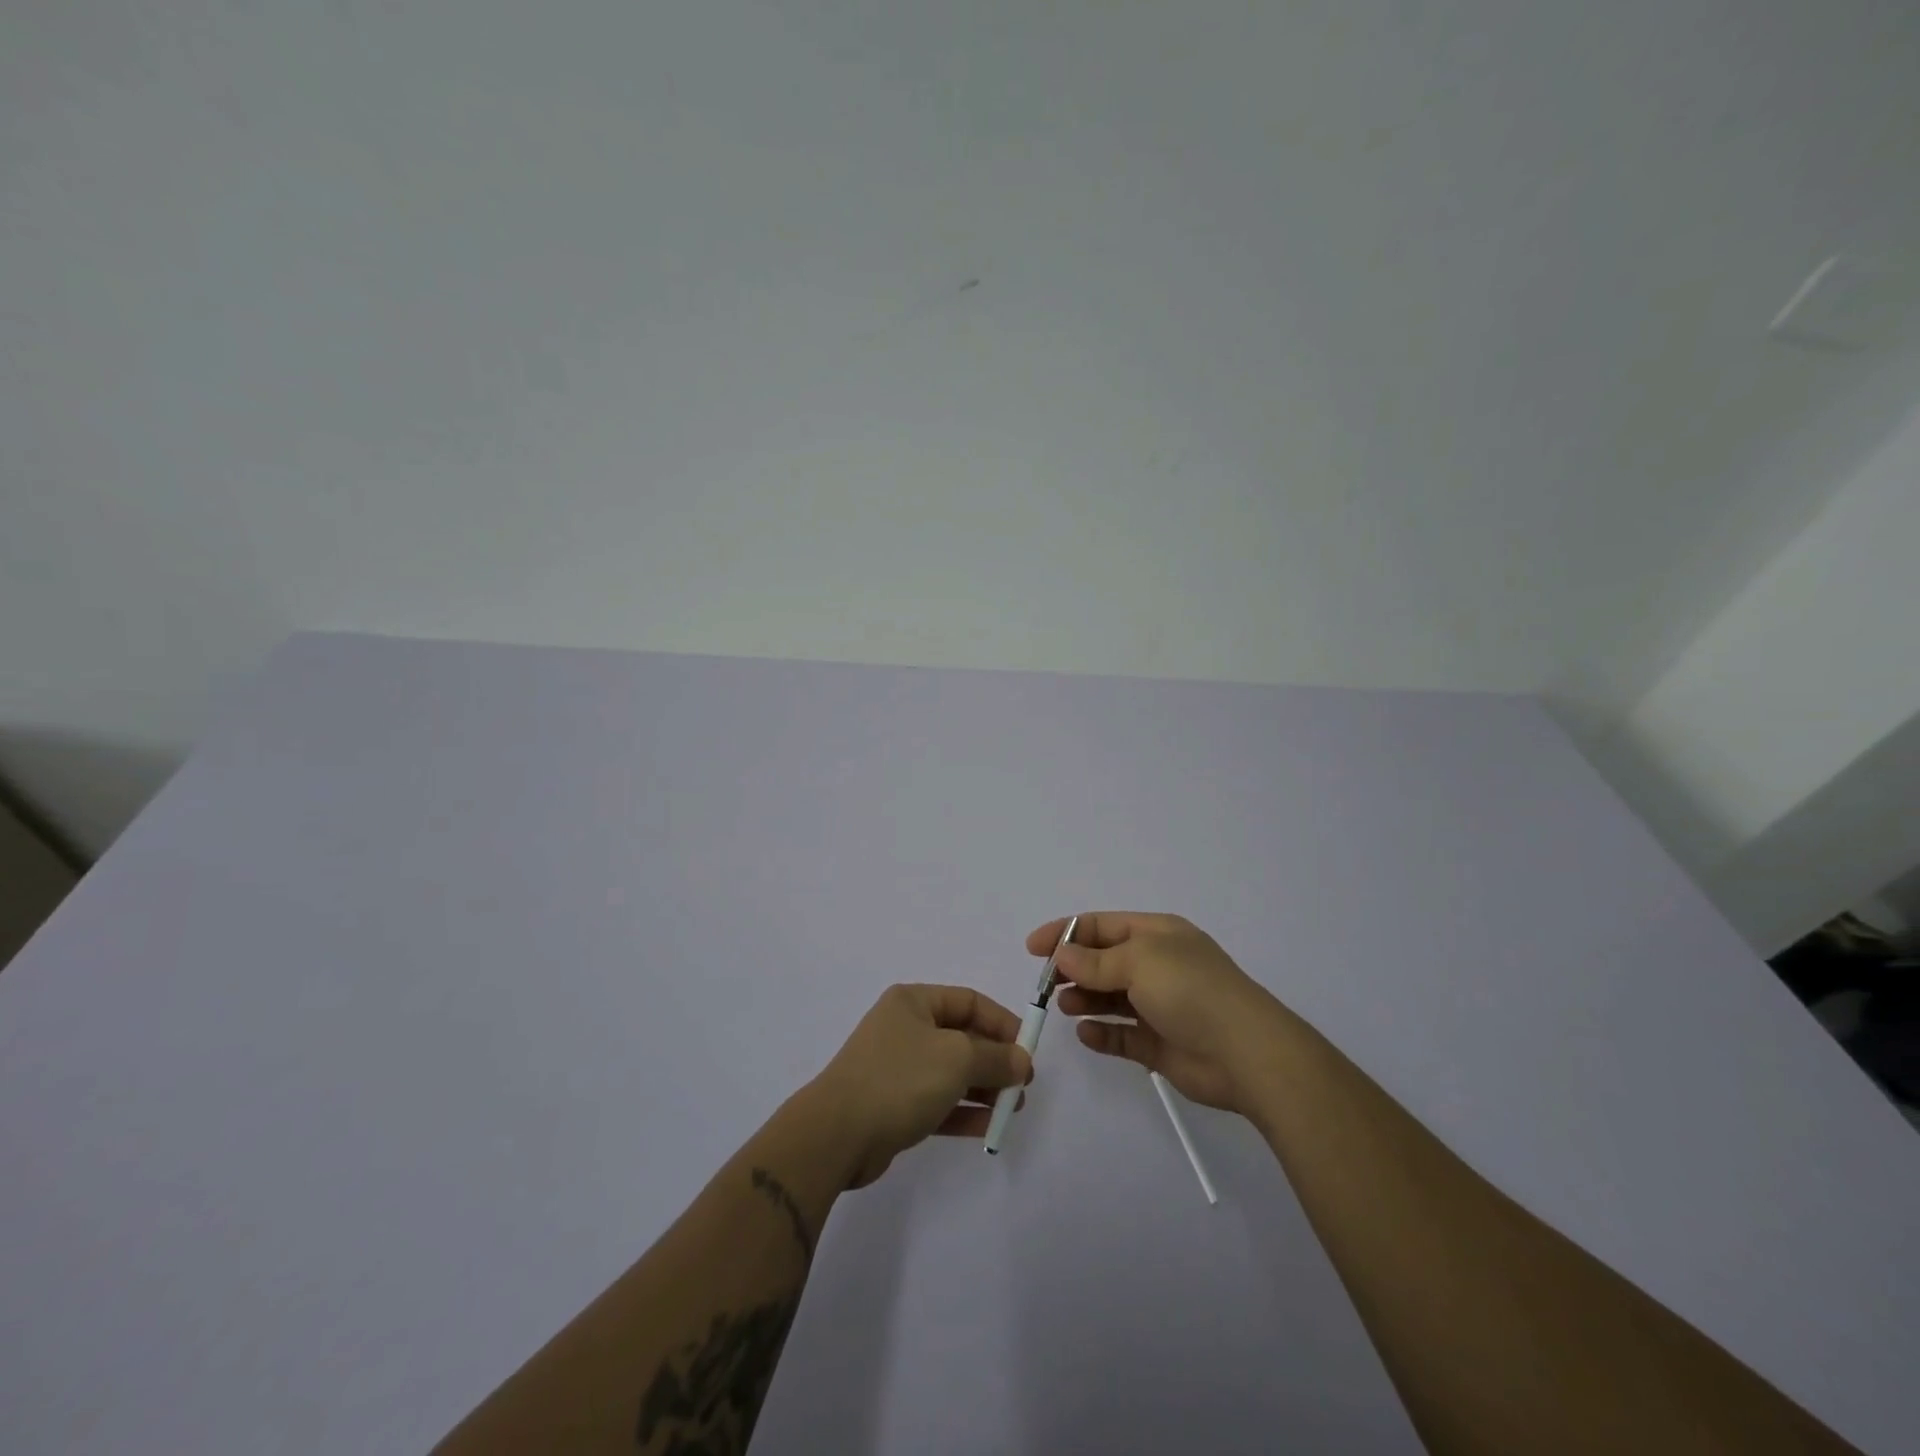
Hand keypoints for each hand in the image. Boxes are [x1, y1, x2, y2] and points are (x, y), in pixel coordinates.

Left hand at [805, 984, 1033, 1188]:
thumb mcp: (957, 1058)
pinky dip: (963, 1111)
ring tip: (1014, 1109)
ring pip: (952, 1072)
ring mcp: (898, 1067)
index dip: (1002, 1023)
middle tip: (1024, 1085)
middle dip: (996, 1060)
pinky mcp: (894, 1105)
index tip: (1028, 1049)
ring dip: (984, 1088)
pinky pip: (938, 1101)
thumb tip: (1022, 1060)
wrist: (837, 1134)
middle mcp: (905, 1028)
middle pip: (962, 1037)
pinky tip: (989, 1127)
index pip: (969, 1001)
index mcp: (913, 1002)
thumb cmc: (900, 1079)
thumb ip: (996, 1058)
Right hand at [1034, 912, 1285, 1116]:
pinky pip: (1122, 1035)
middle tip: (1047, 986)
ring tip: (1065, 1007)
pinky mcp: (1160, 1044)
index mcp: (1156, 935)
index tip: (1033, 949)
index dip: (1066, 933)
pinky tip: (1086, 1034)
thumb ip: (1095, 961)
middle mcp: (1157, 966)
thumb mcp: (1139, 961)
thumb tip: (1062, 956)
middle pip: (1103, 962)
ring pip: (1110, 998)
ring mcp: (1159, 1006)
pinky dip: (1102, 1033)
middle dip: (1073, 970)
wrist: (1246, 1053)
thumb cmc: (1190, 991)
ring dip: (1084, 999)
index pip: (1101, 926)